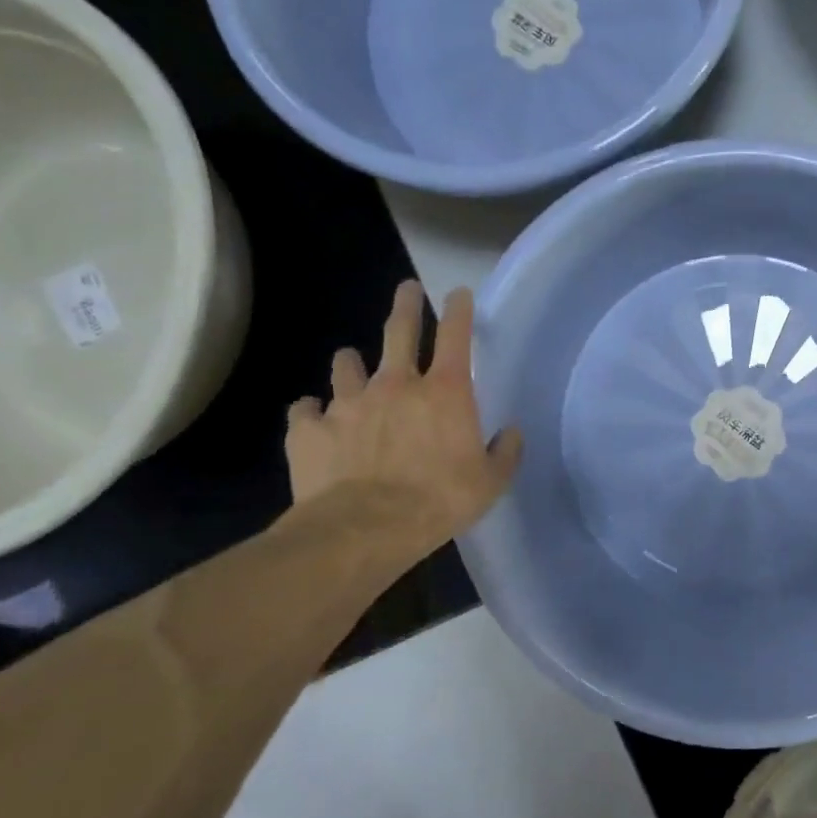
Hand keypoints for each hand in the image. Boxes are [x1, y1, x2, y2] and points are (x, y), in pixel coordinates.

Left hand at [286, 281, 522, 549]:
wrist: (364, 528)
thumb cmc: (438, 501)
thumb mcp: (490, 483)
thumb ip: (504, 453)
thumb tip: (510, 433)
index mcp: (445, 393)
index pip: (456, 337)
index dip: (459, 311)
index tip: (459, 293)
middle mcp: (396, 385)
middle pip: (399, 332)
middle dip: (406, 306)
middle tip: (407, 288)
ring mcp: (348, 403)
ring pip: (346, 366)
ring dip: (351, 362)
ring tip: (351, 362)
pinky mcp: (310, 429)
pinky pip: (305, 411)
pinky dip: (311, 412)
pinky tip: (312, 419)